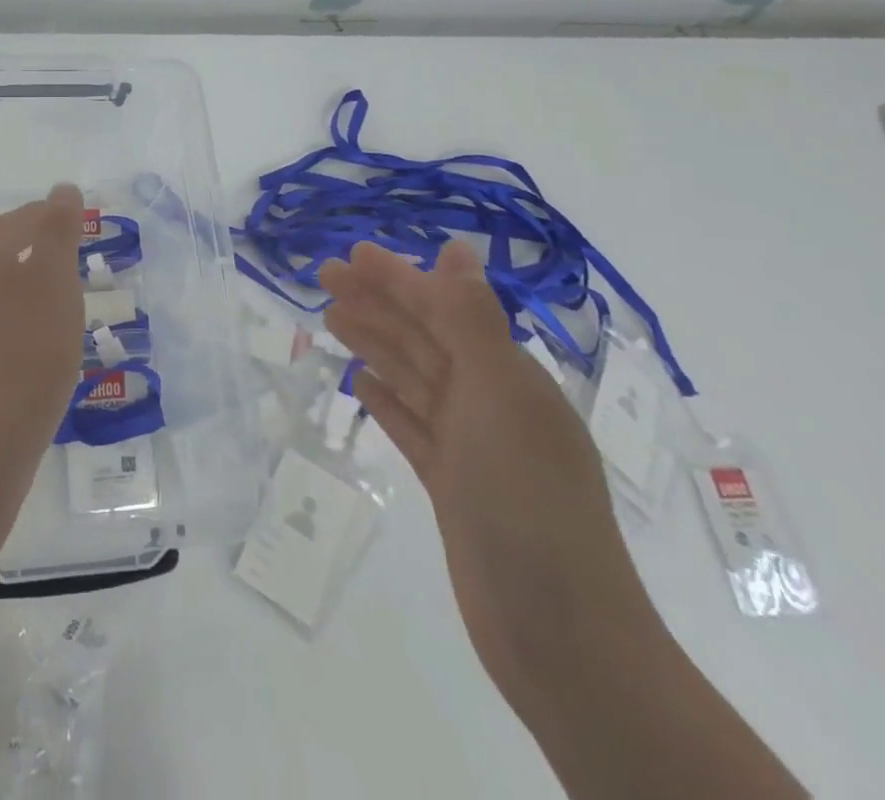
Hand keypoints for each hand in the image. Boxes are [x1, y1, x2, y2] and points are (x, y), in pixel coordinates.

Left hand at [0, 184, 86, 457]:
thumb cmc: (32, 349)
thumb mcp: (55, 280)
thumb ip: (57, 230)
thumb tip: (62, 189)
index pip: (22, 217)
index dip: (52, 214)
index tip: (82, 224)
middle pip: (6, 245)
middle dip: (41, 241)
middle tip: (77, 253)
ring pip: (2, 280)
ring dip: (32, 275)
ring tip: (66, 291)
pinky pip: (1, 313)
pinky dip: (25, 308)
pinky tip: (45, 331)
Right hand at [320, 241, 664, 712]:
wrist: (560, 636)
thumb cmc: (527, 502)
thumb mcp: (499, 398)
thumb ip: (471, 322)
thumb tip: (457, 249)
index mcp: (507, 376)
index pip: (442, 309)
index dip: (397, 279)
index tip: (350, 255)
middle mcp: (490, 402)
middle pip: (423, 338)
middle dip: (376, 304)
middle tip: (324, 277)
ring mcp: (470, 447)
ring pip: (412, 378)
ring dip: (374, 344)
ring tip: (331, 318)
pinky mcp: (451, 486)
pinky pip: (412, 427)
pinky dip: (387, 401)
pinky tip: (361, 384)